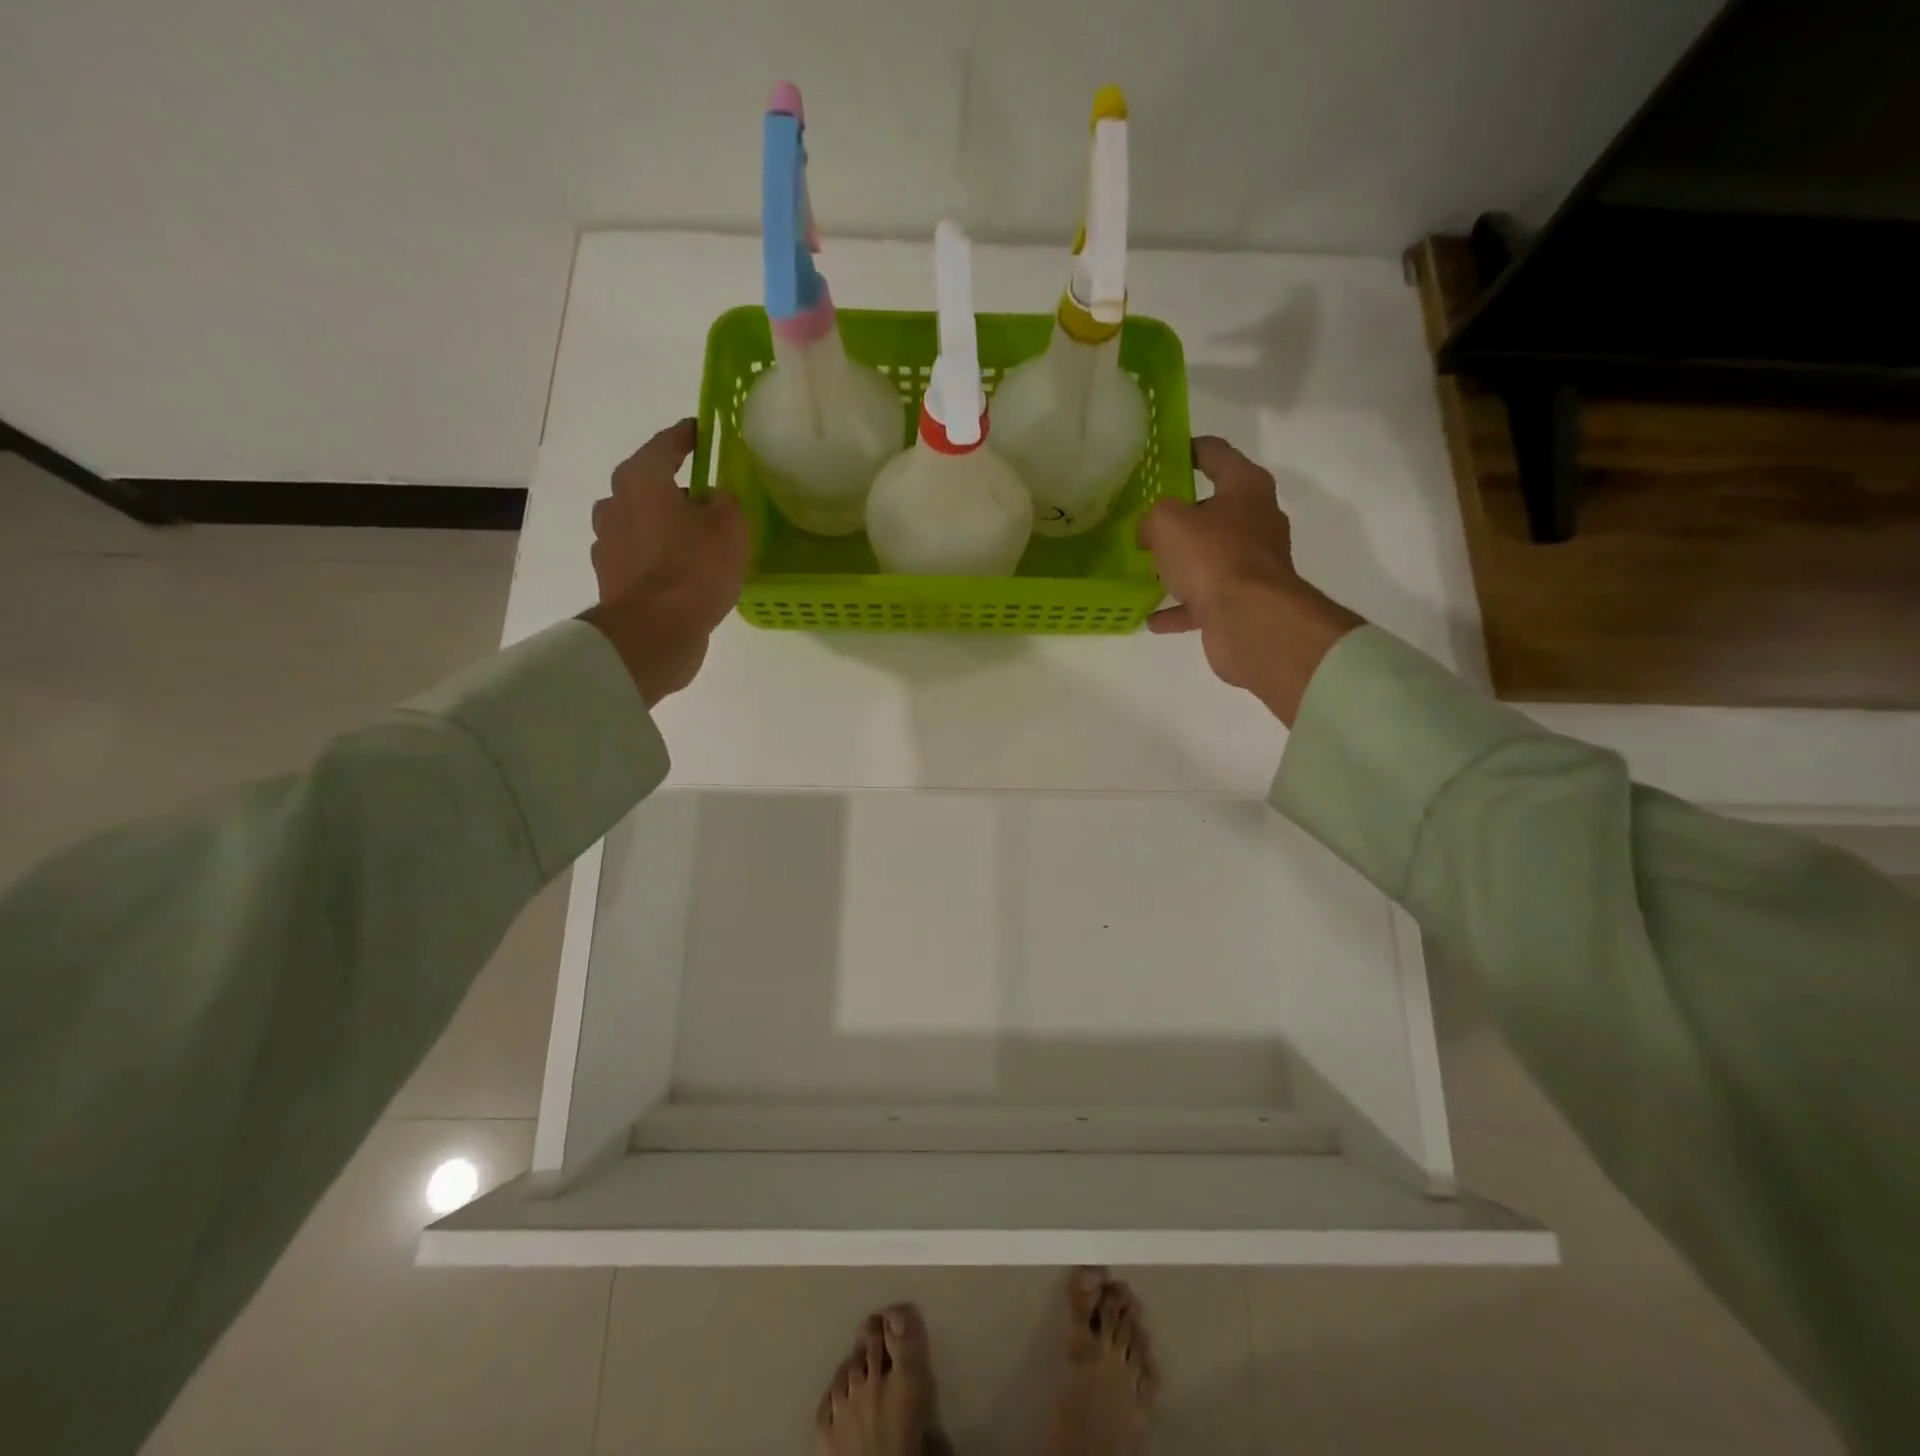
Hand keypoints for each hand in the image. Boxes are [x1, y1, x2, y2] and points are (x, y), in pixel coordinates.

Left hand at [581, 418, 750, 705]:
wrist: (655, 632)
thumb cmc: (694, 568)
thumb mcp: (731, 527)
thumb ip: (727, 502)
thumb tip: (715, 498)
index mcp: (640, 479)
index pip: (666, 445)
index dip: (687, 436)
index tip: (701, 430)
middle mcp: (615, 504)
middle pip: (648, 485)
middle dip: (675, 488)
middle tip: (707, 498)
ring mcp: (608, 544)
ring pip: (641, 522)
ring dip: (665, 526)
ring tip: (697, 541)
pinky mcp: (611, 579)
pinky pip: (639, 556)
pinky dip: (658, 557)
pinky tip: (681, 573)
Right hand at [1139, 436, 1363, 724]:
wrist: (1250, 619)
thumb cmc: (1212, 556)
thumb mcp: (1168, 522)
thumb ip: (1154, 517)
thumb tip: (1150, 532)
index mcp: (1246, 488)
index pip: (1216, 454)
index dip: (1190, 449)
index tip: (1165, 453)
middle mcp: (1256, 521)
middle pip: (1215, 509)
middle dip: (1182, 515)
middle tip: (1146, 520)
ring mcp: (1253, 564)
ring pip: (1210, 557)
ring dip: (1181, 564)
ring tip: (1148, 568)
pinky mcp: (1245, 601)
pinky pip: (1205, 599)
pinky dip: (1181, 607)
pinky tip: (1153, 618)